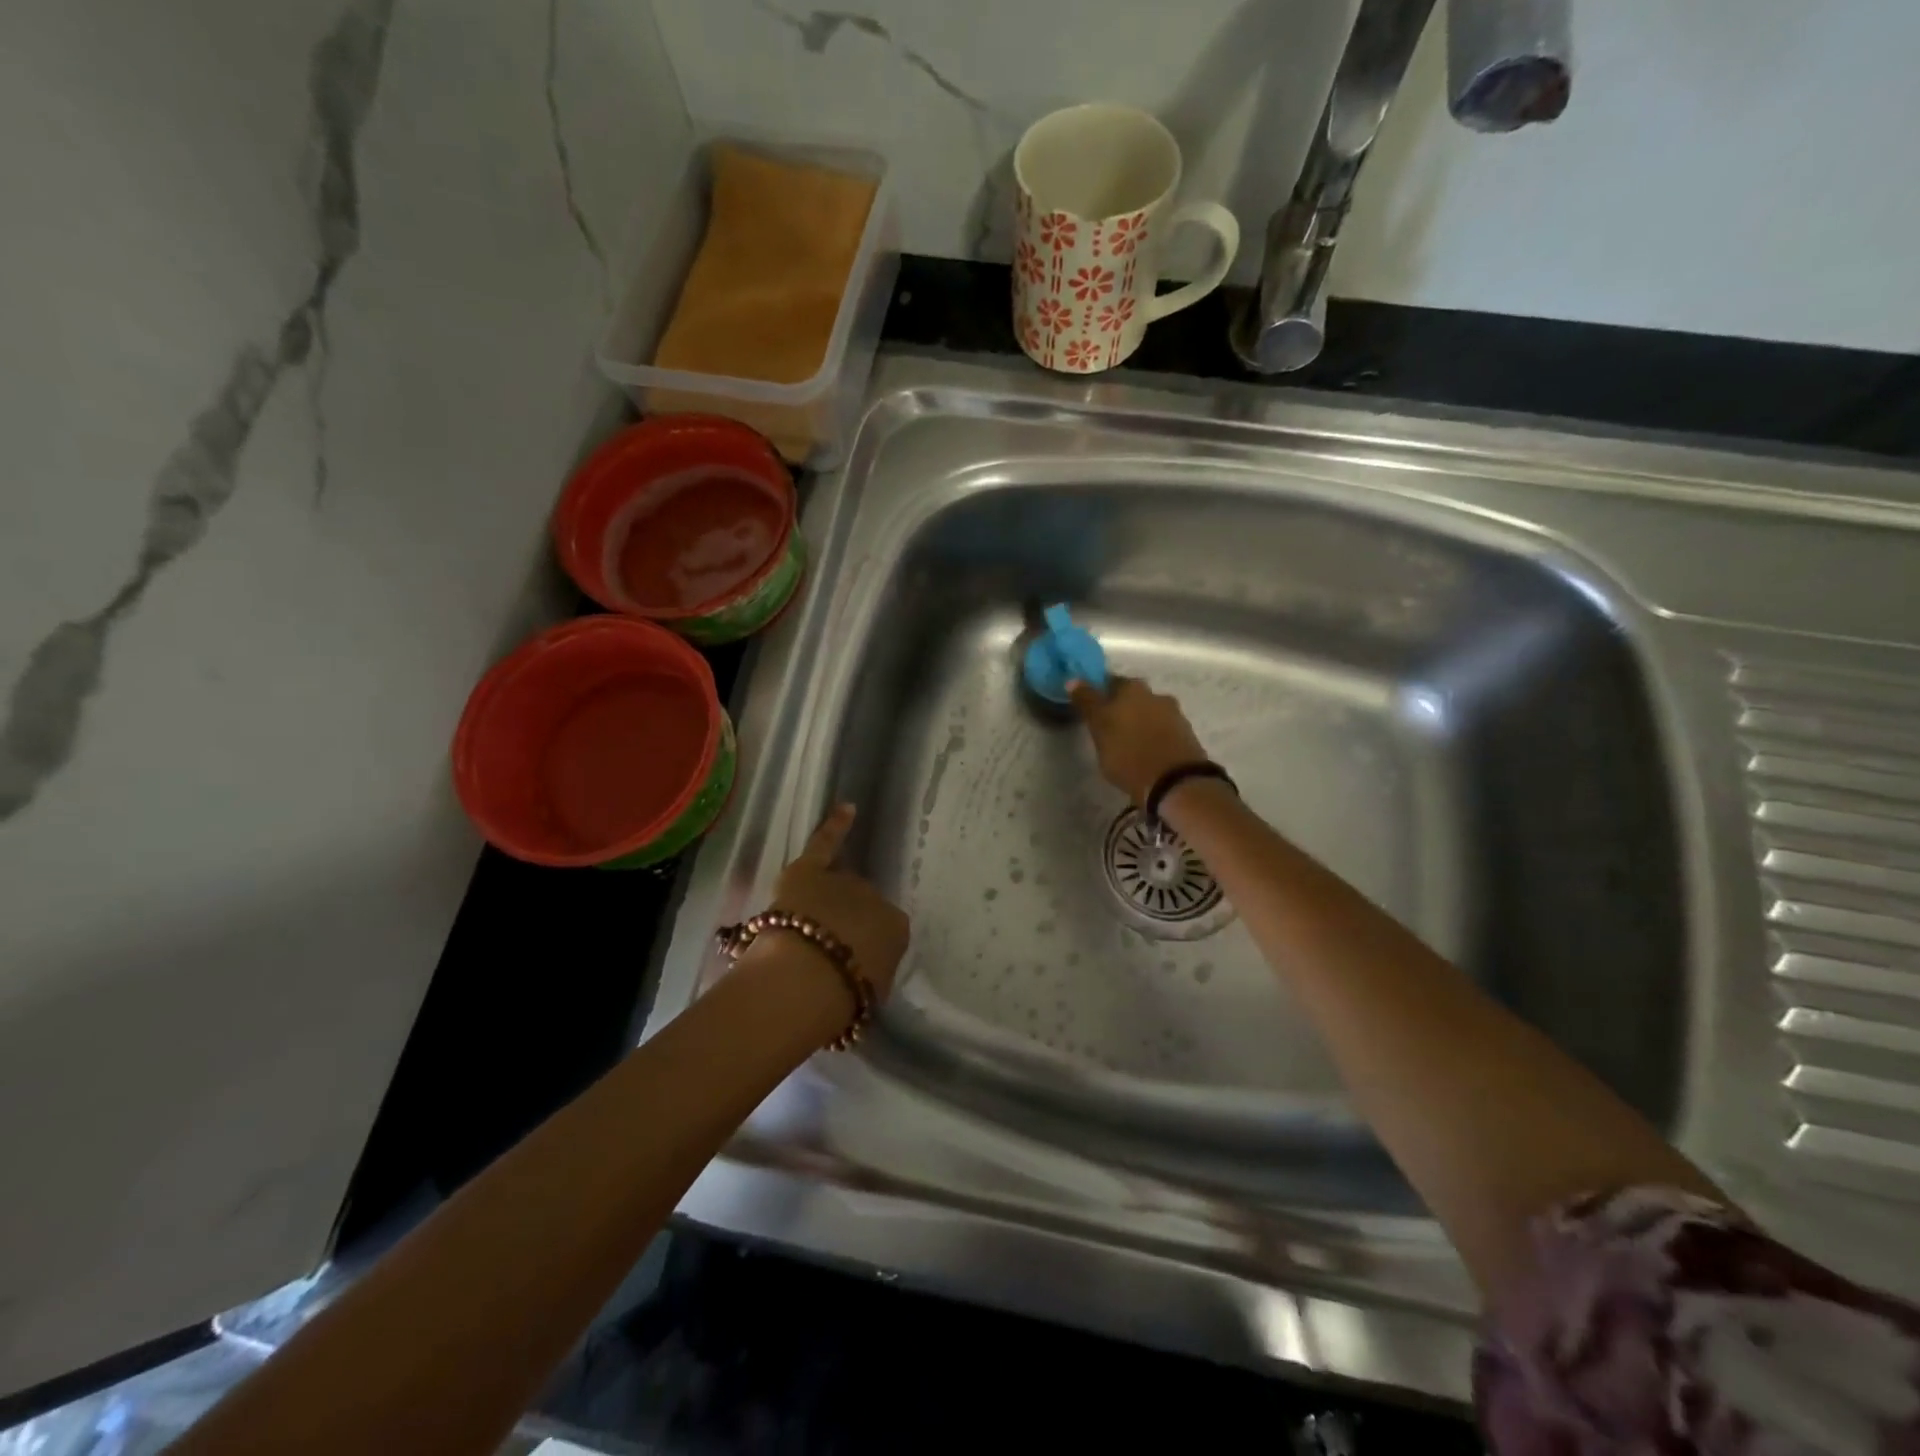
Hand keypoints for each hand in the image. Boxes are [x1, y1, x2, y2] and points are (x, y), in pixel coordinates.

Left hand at [758, 804, 909, 1000]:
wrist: (805, 980)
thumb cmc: (839, 1000)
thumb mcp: (868, 996)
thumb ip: (869, 974)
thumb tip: (862, 970)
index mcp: (896, 929)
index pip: (881, 932)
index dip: (861, 946)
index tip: (847, 961)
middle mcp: (875, 898)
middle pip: (859, 907)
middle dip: (845, 924)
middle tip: (824, 950)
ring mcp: (843, 881)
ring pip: (837, 886)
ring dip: (828, 901)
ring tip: (811, 923)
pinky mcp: (809, 870)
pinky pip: (826, 843)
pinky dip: (836, 826)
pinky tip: (848, 807)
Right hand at [1067, 676, 1210, 805]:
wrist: (1175, 782)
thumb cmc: (1128, 753)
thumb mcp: (1099, 728)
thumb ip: (1087, 702)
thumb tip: (1073, 680)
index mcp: (1132, 688)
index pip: (1109, 682)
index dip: (1097, 694)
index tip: (1089, 708)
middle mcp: (1156, 695)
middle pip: (1132, 697)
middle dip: (1120, 709)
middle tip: (1106, 728)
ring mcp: (1174, 715)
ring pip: (1148, 714)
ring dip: (1137, 723)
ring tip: (1126, 744)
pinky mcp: (1186, 736)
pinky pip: (1162, 731)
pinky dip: (1152, 737)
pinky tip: (1145, 752)